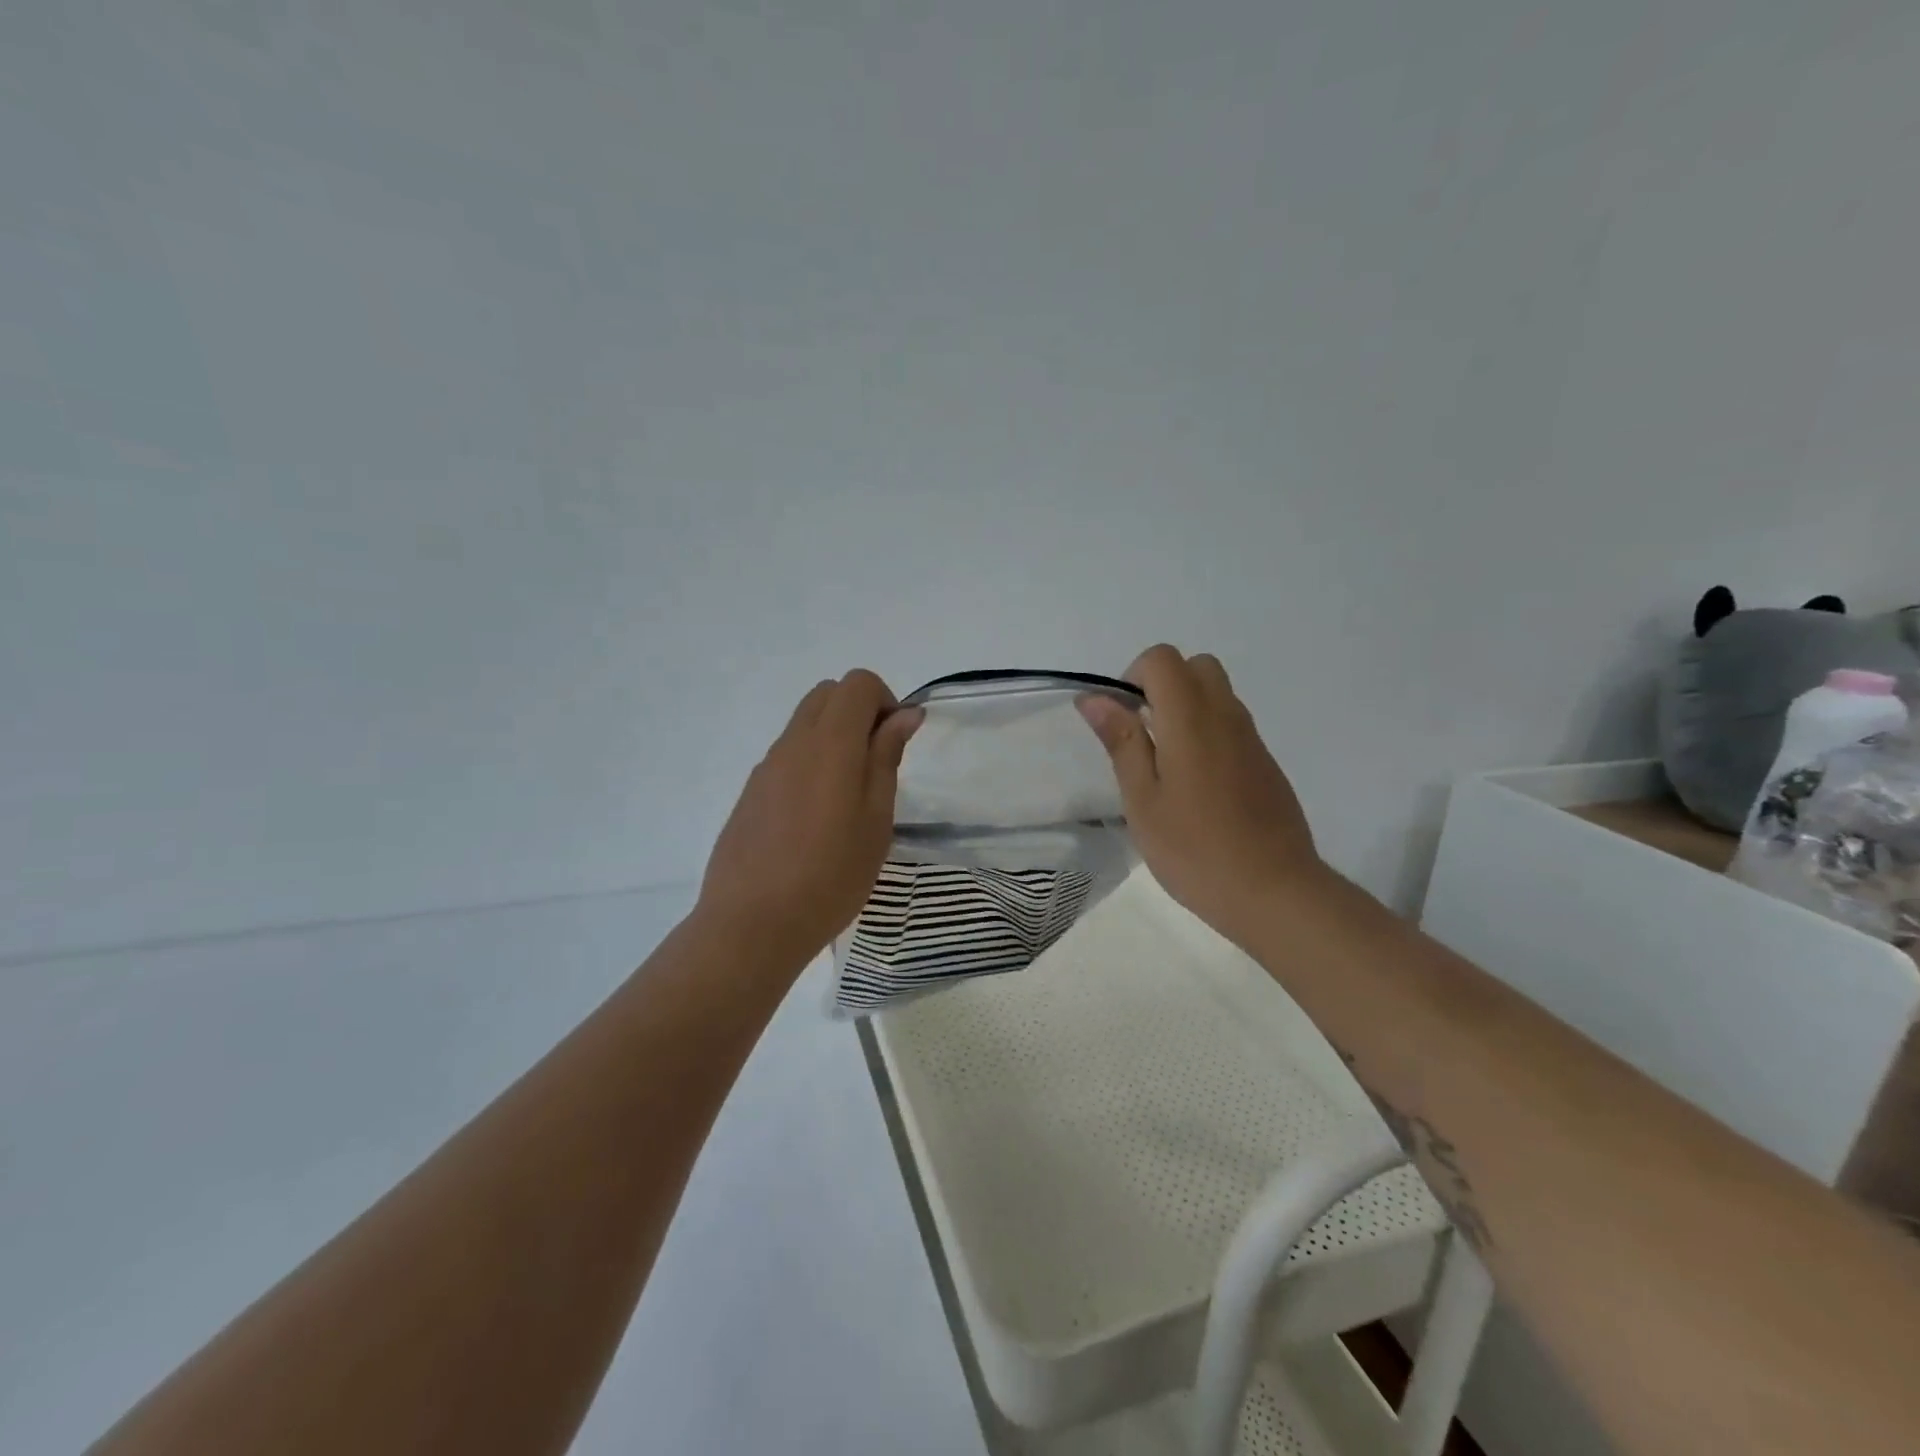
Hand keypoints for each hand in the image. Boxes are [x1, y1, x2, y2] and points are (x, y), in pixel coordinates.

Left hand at [696, 670, 921, 963]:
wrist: (753, 924)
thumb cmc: (831, 875)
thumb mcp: (876, 819)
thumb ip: (886, 757)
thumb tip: (905, 713)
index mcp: (829, 743)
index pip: (857, 683)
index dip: (884, 701)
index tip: (895, 744)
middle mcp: (793, 743)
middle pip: (827, 695)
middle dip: (859, 712)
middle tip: (877, 765)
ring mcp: (766, 767)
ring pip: (805, 724)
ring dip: (834, 738)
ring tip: (848, 797)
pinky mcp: (750, 792)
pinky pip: (787, 756)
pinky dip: (810, 762)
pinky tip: (816, 818)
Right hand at [1077, 644, 1327, 946]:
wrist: (1275, 892)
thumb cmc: (1195, 850)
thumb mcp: (1142, 800)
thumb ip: (1122, 742)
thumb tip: (1096, 697)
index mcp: (1191, 719)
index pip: (1162, 658)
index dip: (1133, 677)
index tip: (1122, 721)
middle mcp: (1227, 716)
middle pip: (1196, 667)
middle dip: (1162, 686)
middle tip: (1143, 737)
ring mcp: (1252, 740)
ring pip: (1217, 694)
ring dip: (1185, 709)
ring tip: (1166, 767)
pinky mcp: (1266, 763)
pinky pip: (1232, 724)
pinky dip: (1207, 733)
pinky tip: (1197, 787)